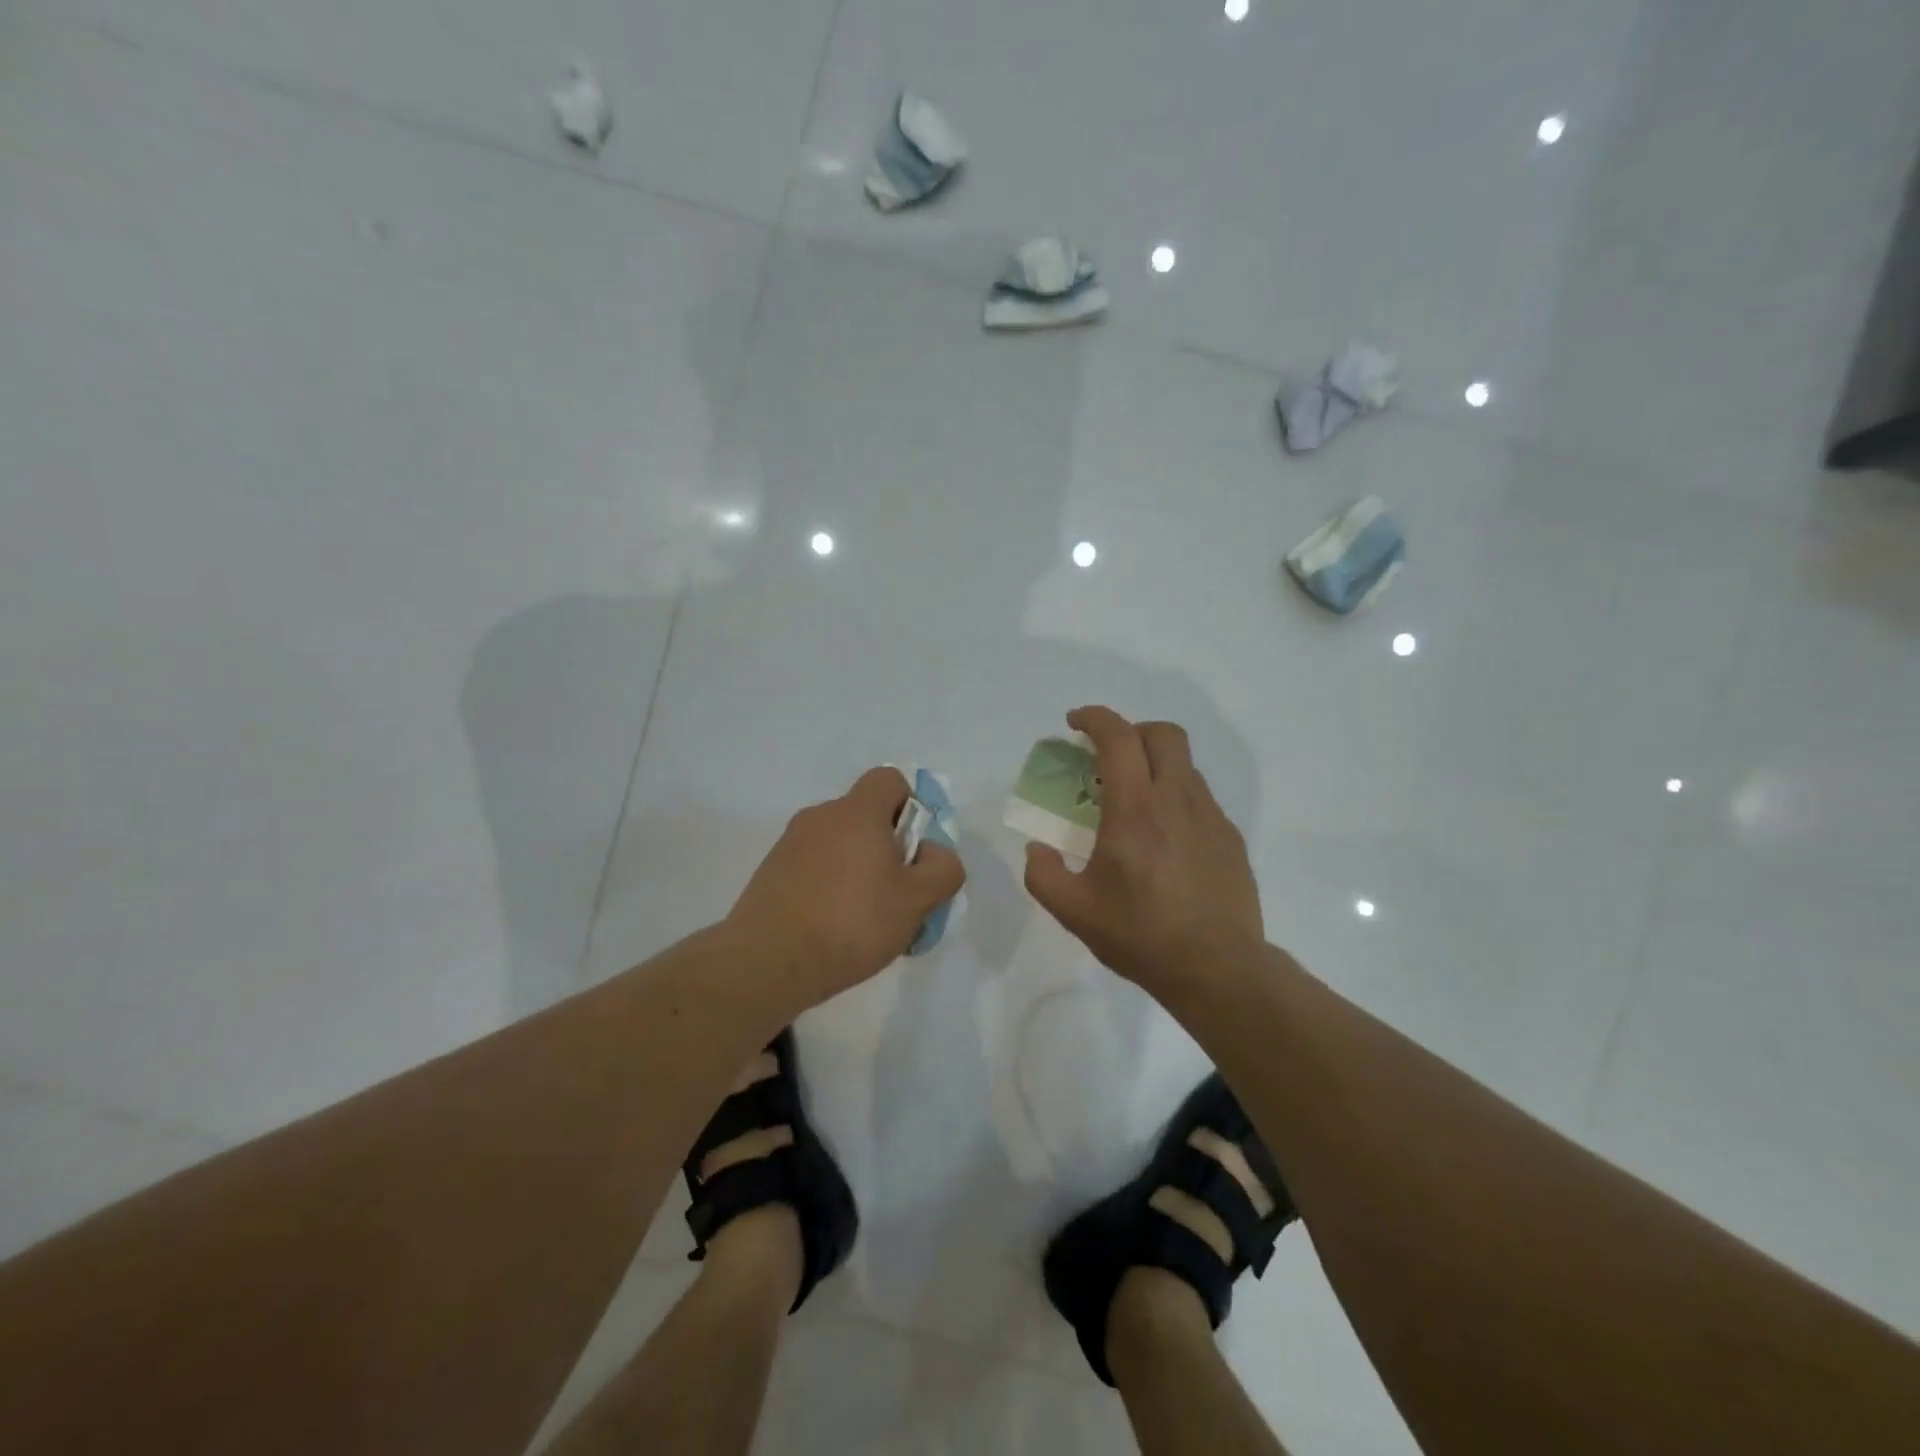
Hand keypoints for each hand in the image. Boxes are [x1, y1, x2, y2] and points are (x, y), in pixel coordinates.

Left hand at [728, 767, 965, 1006]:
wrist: (768, 961)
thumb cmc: (852, 922)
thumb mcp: (917, 901)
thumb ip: (942, 868)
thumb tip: (933, 853)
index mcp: (857, 812)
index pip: (889, 779)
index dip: (911, 806)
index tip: (914, 849)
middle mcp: (821, 816)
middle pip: (866, 816)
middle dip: (888, 847)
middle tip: (897, 893)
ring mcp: (790, 843)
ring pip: (840, 844)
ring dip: (858, 869)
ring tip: (865, 919)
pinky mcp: (771, 871)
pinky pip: (814, 866)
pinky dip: (829, 885)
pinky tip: (833, 927)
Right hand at [1024, 707, 1263, 994]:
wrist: (1218, 970)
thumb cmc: (1141, 936)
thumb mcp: (1074, 911)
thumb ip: (1043, 874)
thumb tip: (1038, 849)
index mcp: (1135, 809)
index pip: (1118, 737)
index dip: (1094, 718)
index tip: (1074, 723)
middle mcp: (1176, 800)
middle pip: (1163, 734)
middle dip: (1132, 731)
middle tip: (1108, 757)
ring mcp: (1210, 817)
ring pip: (1184, 765)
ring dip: (1155, 765)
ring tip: (1133, 803)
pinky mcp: (1229, 837)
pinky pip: (1199, 798)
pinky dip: (1175, 798)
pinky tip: (1163, 839)